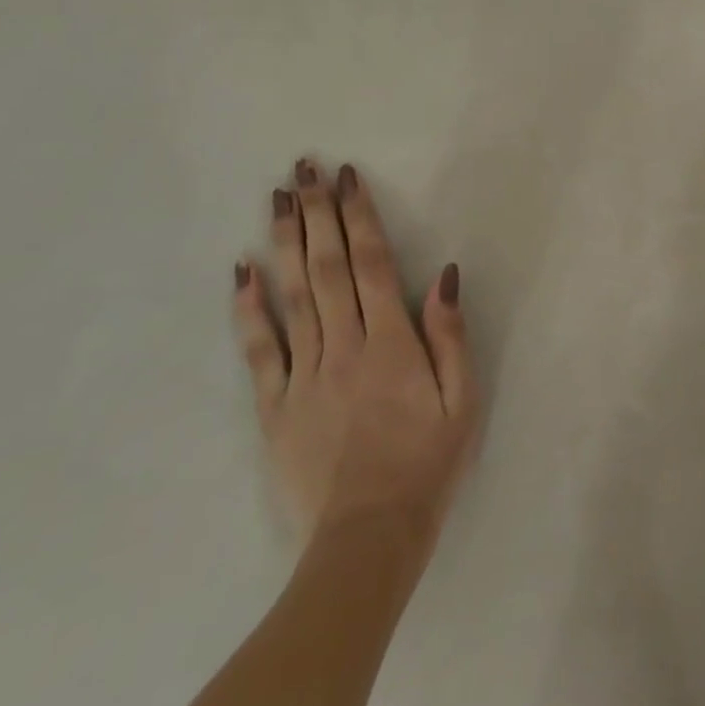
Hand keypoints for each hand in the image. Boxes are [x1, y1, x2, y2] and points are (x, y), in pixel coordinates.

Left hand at [233, 160, 478, 557]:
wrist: (369, 536)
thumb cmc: (428, 462)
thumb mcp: (462, 399)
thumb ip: (449, 334)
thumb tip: (442, 273)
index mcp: (391, 344)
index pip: (371, 264)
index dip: (359, 217)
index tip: (347, 178)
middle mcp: (343, 347)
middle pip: (326, 267)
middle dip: (316, 213)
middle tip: (304, 169)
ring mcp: (303, 374)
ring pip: (292, 295)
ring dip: (285, 242)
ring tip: (277, 199)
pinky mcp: (274, 405)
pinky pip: (259, 349)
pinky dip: (249, 307)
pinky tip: (242, 271)